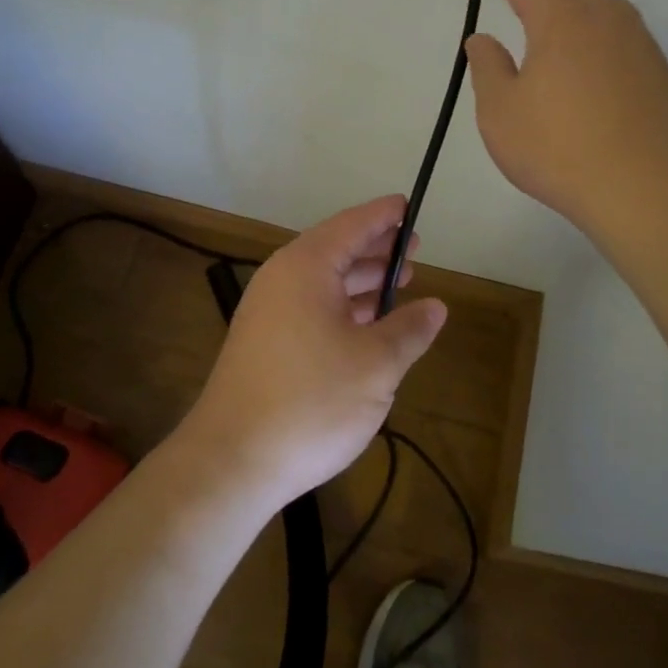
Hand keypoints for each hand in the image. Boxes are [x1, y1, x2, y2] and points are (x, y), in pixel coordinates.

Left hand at [175, 196, 447, 505]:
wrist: (232, 461)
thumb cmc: (311, 400)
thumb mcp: (376, 364)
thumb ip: (409, 329)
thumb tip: (436, 307)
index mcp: (306, 267)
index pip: (353, 225)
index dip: (385, 216)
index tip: (409, 206)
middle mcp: (282, 279)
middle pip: (336, 250)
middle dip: (377, 250)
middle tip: (415, 252)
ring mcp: (268, 312)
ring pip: (324, 282)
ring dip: (362, 282)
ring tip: (399, 285)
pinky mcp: (263, 343)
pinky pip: (311, 308)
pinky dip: (343, 308)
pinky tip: (367, 326)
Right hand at [466, 0, 667, 240]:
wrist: (639, 186)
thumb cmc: (556, 149)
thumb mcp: (500, 113)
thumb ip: (487, 68)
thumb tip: (482, 40)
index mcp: (560, 22)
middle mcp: (603, 19)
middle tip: (522, 2)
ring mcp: (637, 42)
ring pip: (607, 3)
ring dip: (579, 3)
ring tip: (561, 28)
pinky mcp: (658, 69)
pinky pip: (626, 31)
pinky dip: (603, 30)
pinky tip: (594, 62)